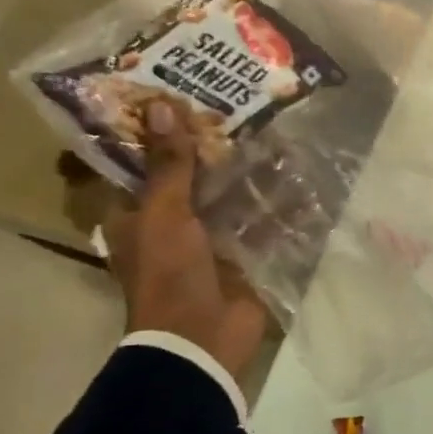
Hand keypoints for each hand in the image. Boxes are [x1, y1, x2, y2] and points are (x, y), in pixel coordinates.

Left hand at [104, 97, 269, 380]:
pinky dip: (276, 202)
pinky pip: (260, 219)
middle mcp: (169, 221)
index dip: (153, 131)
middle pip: (189, 175)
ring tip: (272, 132)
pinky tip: (297, 176)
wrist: (203, 338)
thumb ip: (168, 164)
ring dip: (247, 171)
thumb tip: (162, 104)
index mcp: (135, 213)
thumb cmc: (169, 273)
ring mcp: (208, 238)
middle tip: (235, 106)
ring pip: (227, 194)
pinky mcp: (242, 253)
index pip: (138, 162)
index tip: (176, 95)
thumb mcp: (164, 213)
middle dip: (210, 147)